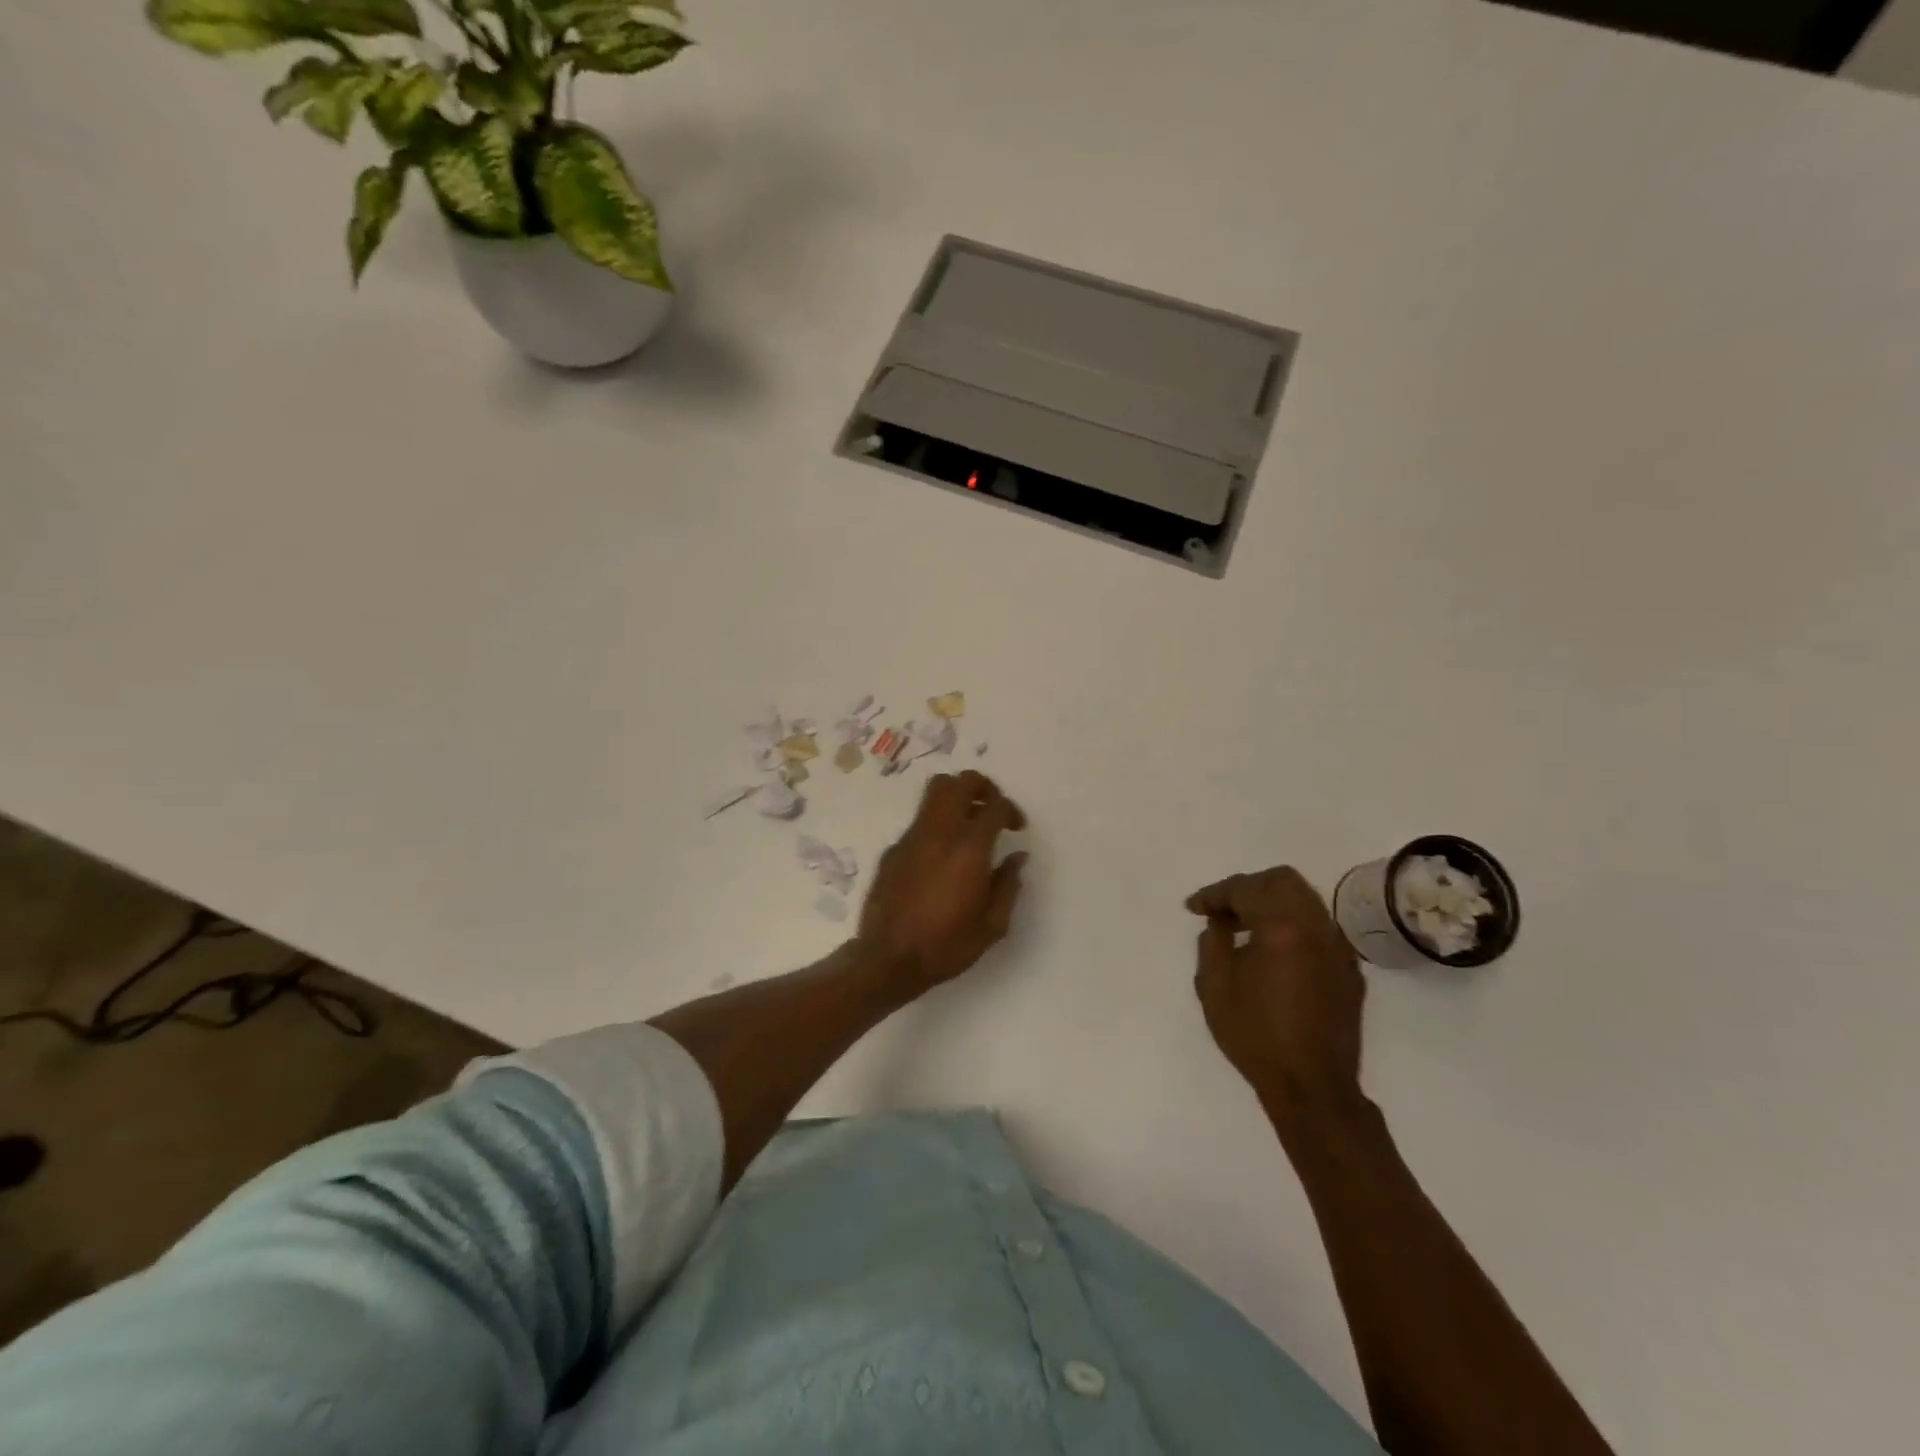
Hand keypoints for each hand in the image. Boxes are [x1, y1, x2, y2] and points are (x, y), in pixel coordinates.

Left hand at [857, 771, 1027, 995]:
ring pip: (935, 793)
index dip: (1011, 810)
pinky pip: (919, 821)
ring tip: (968, 824)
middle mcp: (939, 833)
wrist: (888, 960)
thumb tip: (1017, 858)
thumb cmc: (946, 946)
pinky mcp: (893, 849)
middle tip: (992, 809)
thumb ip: (1008, 886)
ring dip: (957, 798)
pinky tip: (941, 856)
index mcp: (969, 850)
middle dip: (982, 787)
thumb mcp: (992, 926)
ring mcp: (912, 837)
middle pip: (960, 782)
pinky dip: (937, 825)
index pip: (994, 807)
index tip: (1016, 828)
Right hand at [1187, 866, 1367, 1127]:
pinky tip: (1273, 952)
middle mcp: (1316, 928)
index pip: (1245, 889)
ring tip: (1244, 927)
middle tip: (1223, 909)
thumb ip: (1212, 941)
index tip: (1193, 908)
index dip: (1214, 894)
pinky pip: (1318, 929)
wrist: (1312, 1088)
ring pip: (1306, 901)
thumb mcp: (1214, 986)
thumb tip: (1220, 922)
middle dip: (1248, 887)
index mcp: (1282, 927)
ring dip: (1272, 903)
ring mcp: (1338, 949)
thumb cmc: (1255, 1035)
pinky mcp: (1349, 970)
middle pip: (1283, 880)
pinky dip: (1292, 926)